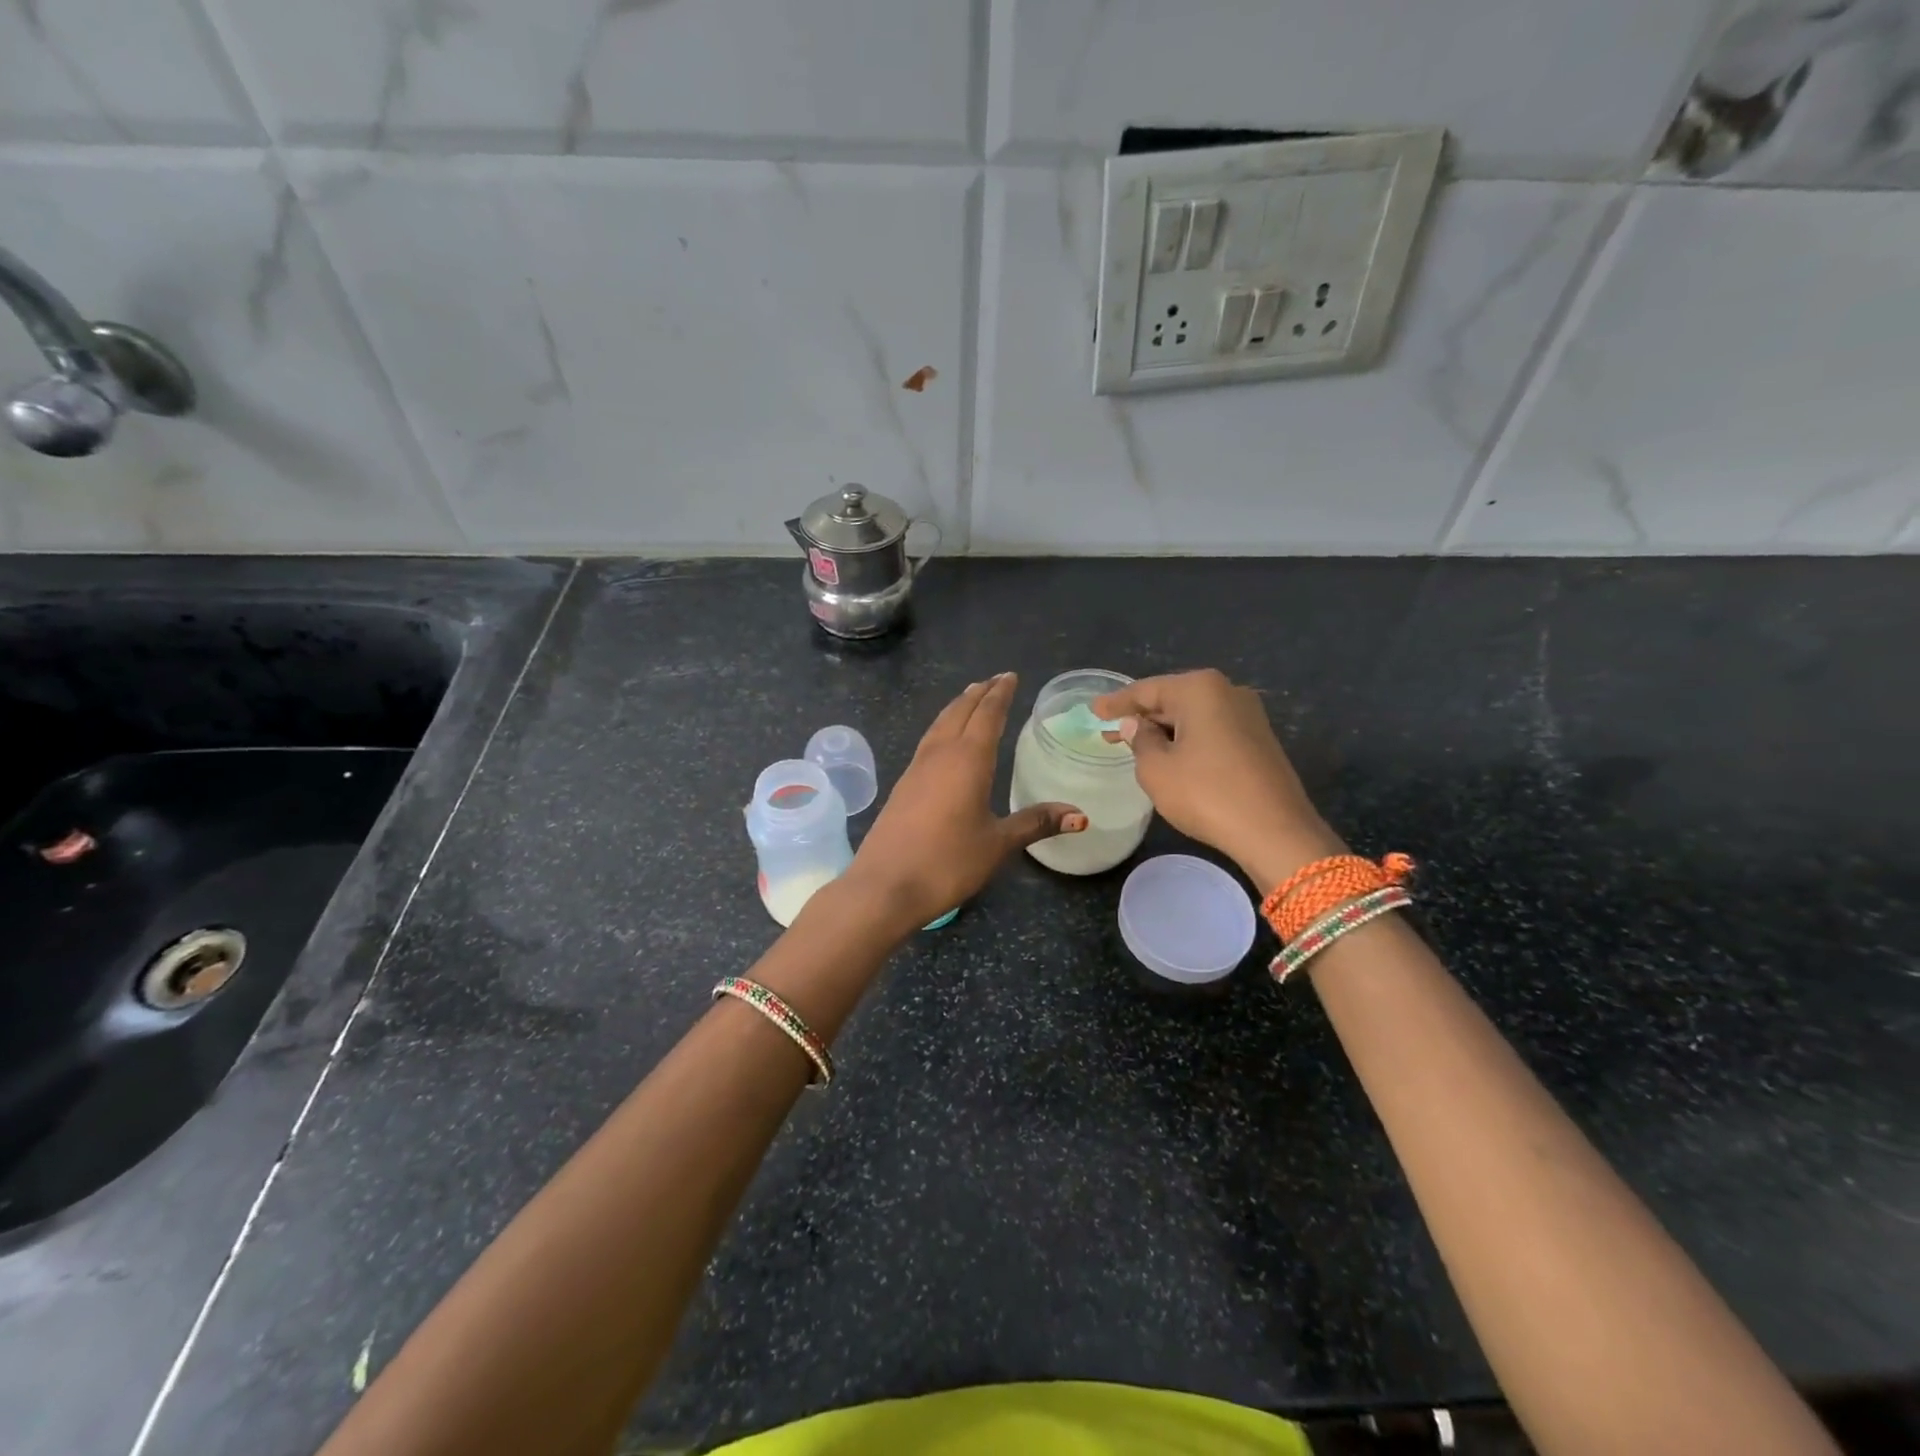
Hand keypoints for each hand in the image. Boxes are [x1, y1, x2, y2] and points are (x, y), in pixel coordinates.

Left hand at [845, 673, 1084, 932]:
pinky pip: (928, 742)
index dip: (1000, 694)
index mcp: (968, 759)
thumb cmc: (948, 862)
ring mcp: (916, 768)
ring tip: (969, 698)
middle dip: (979, 694)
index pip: (987, 715)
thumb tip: (1080, 816)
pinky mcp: (903, 786)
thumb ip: (1035, 823)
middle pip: (960, 712)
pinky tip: (943, 740)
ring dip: (957, 707)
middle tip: (994, 680)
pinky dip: (942, 728)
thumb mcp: (998, 843)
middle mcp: (940, 755)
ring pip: (939, 724)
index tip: (1010, 676)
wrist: (885, 886)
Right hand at [1092, 669, 1342, 889]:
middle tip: (1110, 729)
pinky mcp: (1259, 740)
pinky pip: (1211, 731)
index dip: (1116, 702)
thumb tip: (1137, 725)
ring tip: (1135, 744)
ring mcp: (1248, 715)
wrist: (1275, 831)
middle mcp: (1227, 691)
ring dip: (1164, 730)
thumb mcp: (1157, 769)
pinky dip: (1187, 740)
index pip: (1146, 690)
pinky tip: (1171, 755)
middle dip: (1142, 716)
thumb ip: (1140, 741)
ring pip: (1193, 716)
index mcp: (1199, 689)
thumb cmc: (1206, 794)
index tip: (1093, 709)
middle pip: (1172, 699)